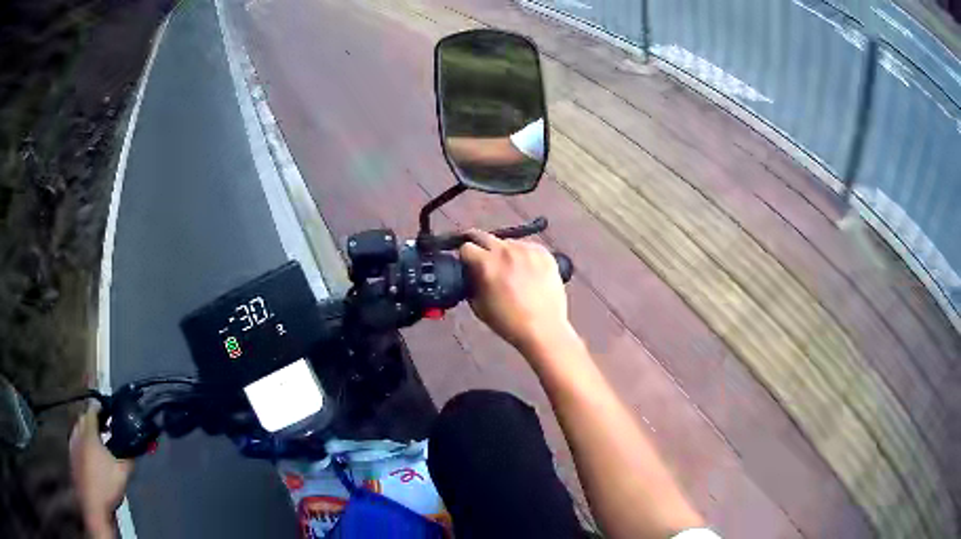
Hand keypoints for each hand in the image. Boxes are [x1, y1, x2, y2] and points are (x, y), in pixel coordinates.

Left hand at [70, 404, 132, 538]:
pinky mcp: (72, 457)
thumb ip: (129, 458)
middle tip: (105, 426)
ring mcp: (72, 446)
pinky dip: (83, 442)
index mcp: (88, 433)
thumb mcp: (123, 473)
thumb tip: (135, 449)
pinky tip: (91, 455)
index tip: (109, 409)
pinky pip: (76, 441)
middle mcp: (77, 434)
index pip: (92, 410)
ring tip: (98, 440)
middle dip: (93, 418)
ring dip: (87, 430)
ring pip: (78, 430)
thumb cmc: (107, 486)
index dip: (100, 407)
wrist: (93, 506)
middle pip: (83, 418)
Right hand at [459, 230, 574, 356]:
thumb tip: (470, 272)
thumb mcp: (478, 305)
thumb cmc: (509, 322)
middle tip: (484, 261)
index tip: (468, 264)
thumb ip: (471, 283)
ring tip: (510, 271)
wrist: (544, 329)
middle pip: (484, 236)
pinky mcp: (544, 253)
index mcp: (487, 264)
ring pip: (507, 243)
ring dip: (504, 252)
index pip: (466, 247)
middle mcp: (506, 251)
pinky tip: (526, 272)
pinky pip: (527, 248)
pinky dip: (523, 256)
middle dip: (480, 248)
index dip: (465, 257)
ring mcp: (527, 250)